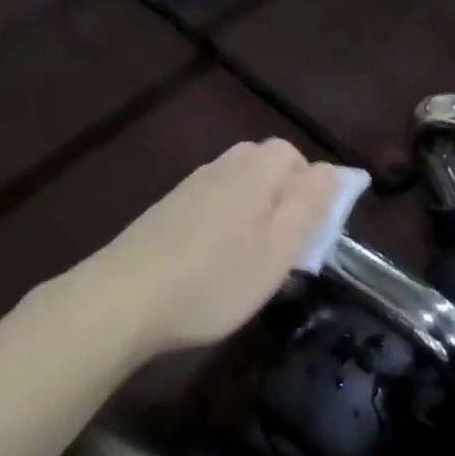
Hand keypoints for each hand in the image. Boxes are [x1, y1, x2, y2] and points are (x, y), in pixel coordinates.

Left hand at [78, 139, 345, 358]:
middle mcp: (220, 169)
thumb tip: (332, 170)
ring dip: (253, 208)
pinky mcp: (163, 212)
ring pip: (235, 183)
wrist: (122, 300)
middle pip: (263, 164)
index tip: (314, 229)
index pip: (294, 156)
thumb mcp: (278, 250)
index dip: (312, 186)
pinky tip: (213, 258)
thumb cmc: (215, 279)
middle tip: (286, 242)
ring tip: (252, 255)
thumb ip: (309, 205)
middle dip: (283, 194)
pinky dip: (223, 221)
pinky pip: (209, 202)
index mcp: (254, 173)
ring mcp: (187, 189)